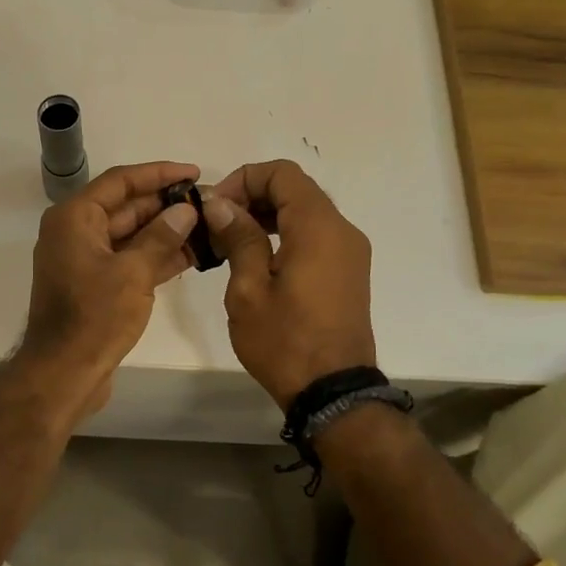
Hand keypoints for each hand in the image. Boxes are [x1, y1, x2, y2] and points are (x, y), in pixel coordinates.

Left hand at [14, 161, 201, 418]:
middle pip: (126, 206)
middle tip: (209, 202)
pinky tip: (192, 254)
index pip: (120, 181)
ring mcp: (85, 259)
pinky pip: (128, 259)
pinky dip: (156, 256)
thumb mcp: (133, 273)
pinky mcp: (95, 284)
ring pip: (130, 235)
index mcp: (74, 218)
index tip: (194, 173)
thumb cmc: (94, 317)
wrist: (63, 373)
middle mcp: (75, 231)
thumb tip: (185, 210)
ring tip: (208, 226)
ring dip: (166, 231)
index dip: (159, 173)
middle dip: (166, 204)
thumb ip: (161, 237)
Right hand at [201, 160, 376, 407]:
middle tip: (217, 225)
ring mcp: (350, 251)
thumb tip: (220, 203)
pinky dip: (284, 233)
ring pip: (305, 211)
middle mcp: (341, 230)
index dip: (243, 179)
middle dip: (252, 196)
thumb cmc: (285, 341)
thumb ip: (238, 237)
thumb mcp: (249, 289)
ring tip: (230, 243)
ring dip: (266, 215)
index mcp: (318, 227)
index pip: (282, 173)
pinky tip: (257, 260)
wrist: (333, 392)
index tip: (215, 208)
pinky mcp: (348, 271)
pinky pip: (315, 235)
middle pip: (295, 189)